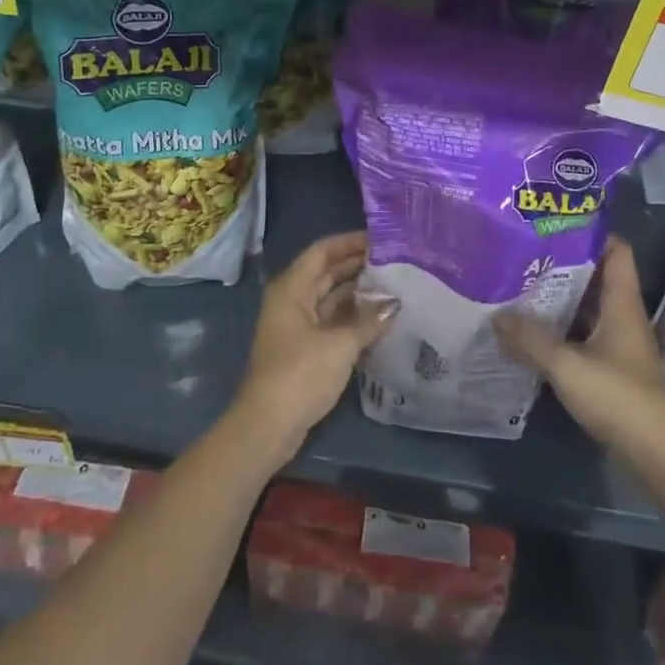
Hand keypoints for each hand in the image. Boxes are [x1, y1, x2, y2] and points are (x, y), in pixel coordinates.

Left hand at [230, 232, 395, 466]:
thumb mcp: (340, 344)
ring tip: (394, 287)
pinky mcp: (304, 349)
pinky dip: (353, 318)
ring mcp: (297, 325)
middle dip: (358, 266)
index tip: (382, 239)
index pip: (323, 252)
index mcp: (292, 288)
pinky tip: (380, 320)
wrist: (269, 425)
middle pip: (327, 273)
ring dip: (358, 293)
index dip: (350, 242)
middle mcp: (292, 300)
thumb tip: (394, 304)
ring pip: (331, 298)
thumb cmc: (300, 374)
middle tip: (395, 262)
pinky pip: (332, 321)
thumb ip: (369, 322)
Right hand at [493, 238, 664, 463]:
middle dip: (562, 263)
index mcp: (622, 303)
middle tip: (522, 252)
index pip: (616, 250)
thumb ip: (530, 340)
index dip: (590, 232)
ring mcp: (617, 343)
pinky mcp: (610, 368)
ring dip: (558, 297)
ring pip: (586, 307)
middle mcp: (622, 316)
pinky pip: (581, 334)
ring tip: (518, 285)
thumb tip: (496, 316)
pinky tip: (530, 331)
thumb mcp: (568, 366)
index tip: (553, 223)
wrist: (657, 455)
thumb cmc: (619, 398)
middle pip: (595, 276)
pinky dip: (559, 328)